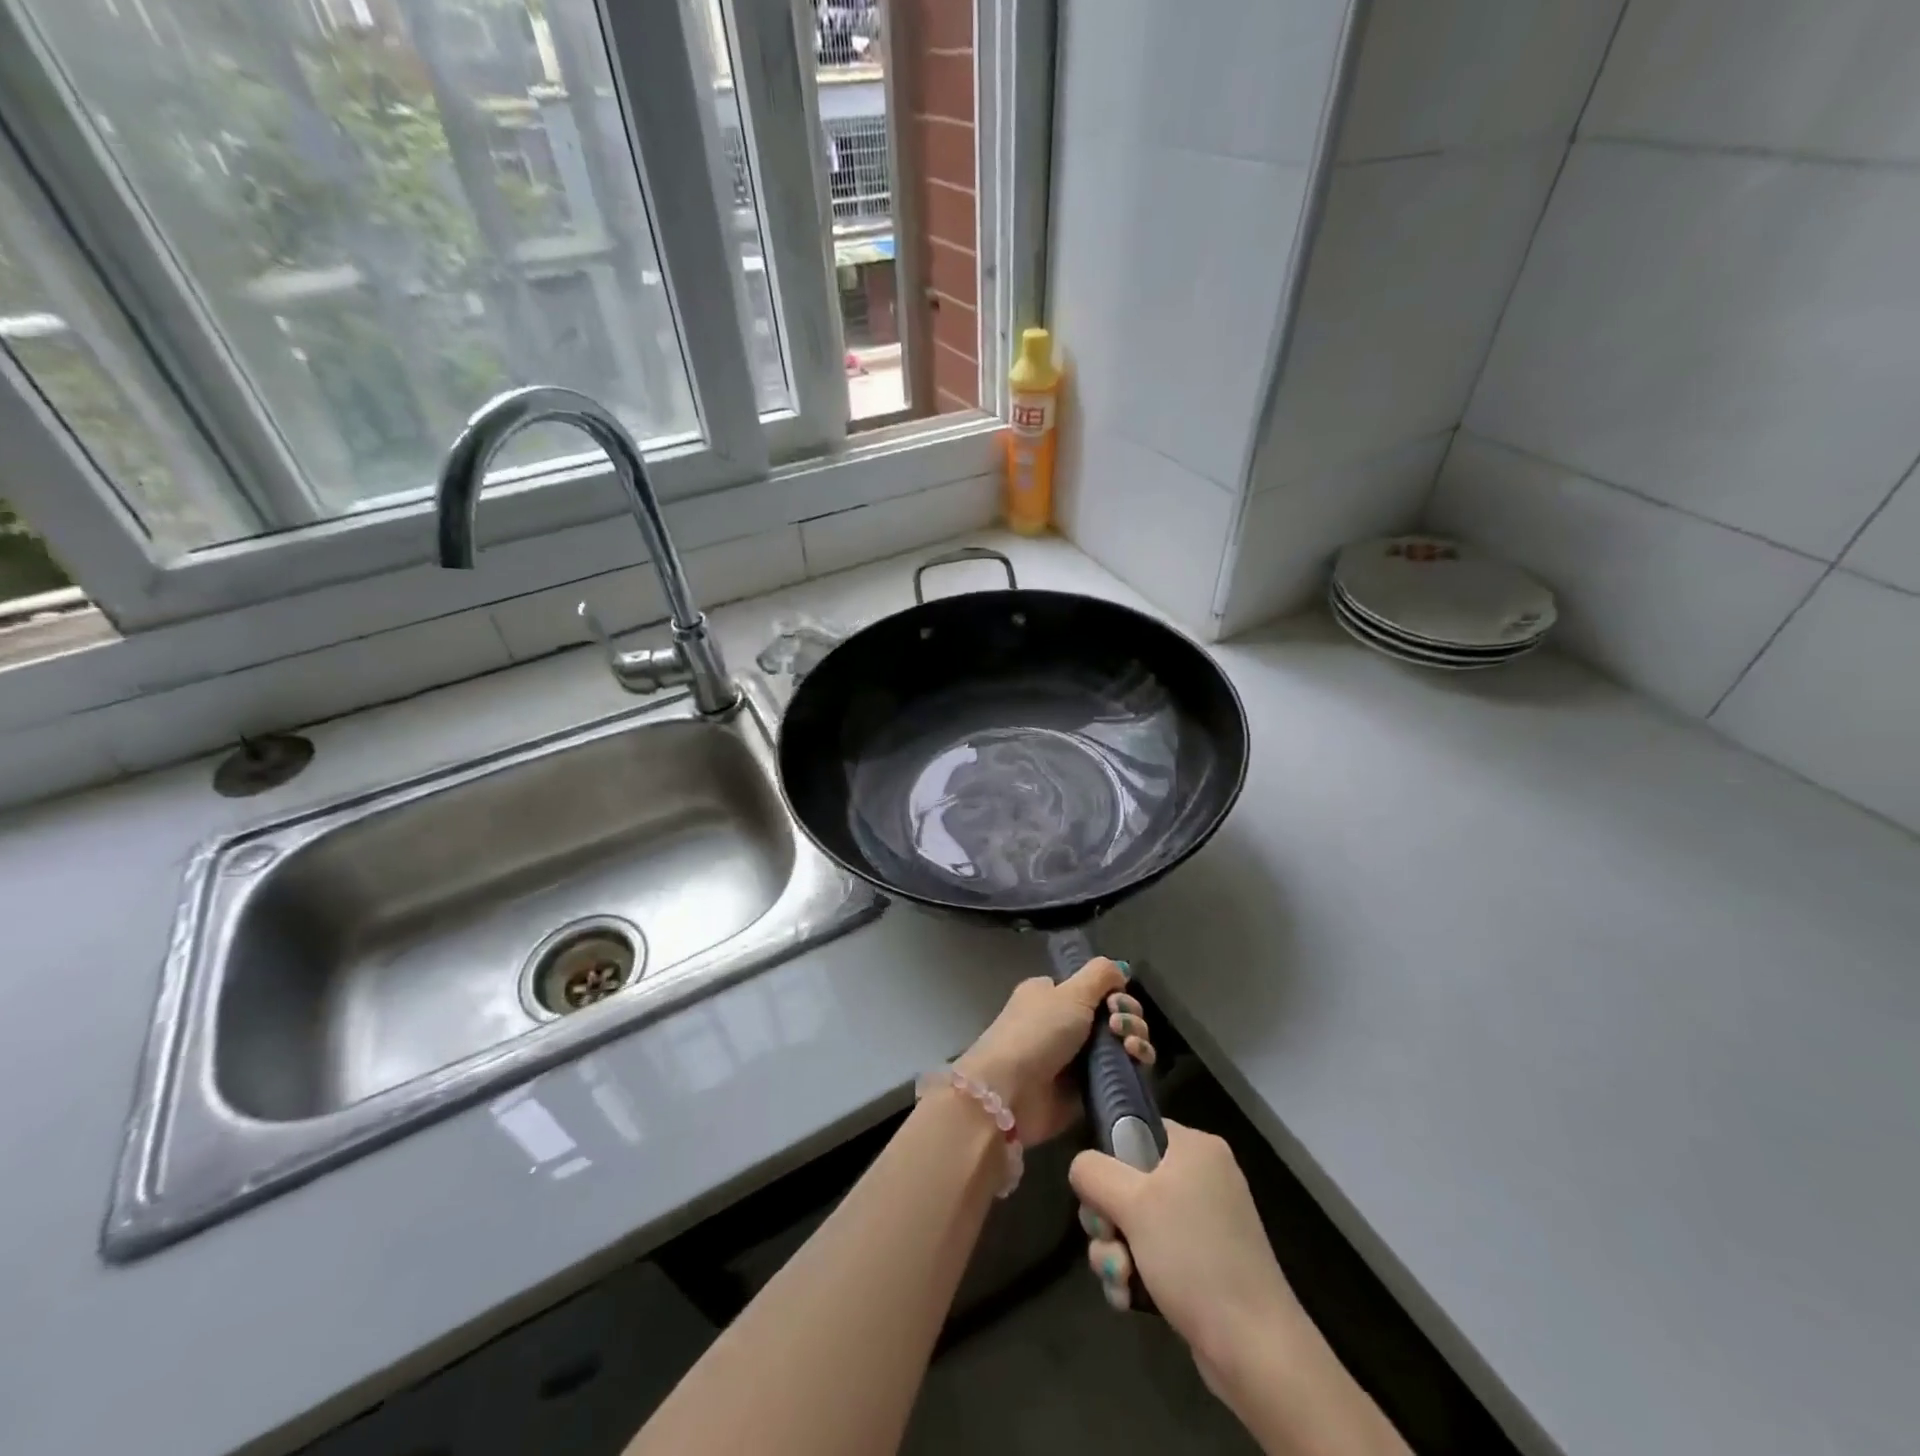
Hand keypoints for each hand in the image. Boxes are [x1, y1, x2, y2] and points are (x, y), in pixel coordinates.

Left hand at [954, 958, 1156, 1144]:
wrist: (1012, 1091)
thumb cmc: (1037, 1032)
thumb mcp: (1070, 993)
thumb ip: (1100, 975)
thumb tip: (1121, 969)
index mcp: (1052, 995)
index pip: (1094, 988)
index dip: (1113, 992)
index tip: (1115, 1000)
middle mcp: (1064, 1023)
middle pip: (1112, 1014)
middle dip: (1128, 1015)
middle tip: (1119, 1025)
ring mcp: (1076, 1058)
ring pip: (1121, 1043)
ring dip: (1135, 1038)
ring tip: (1130, 1046)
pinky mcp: (1088, 1089)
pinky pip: (1121, 1073)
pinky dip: (1134, 1065)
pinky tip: (1136, 1061)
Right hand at [1071, 1121, 1301, 1392]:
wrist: (1254, 1348)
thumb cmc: (1192, 1257)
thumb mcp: (1132, 1202)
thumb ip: (1093, 1171)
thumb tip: (1081, 1167)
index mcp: (1195, 1148)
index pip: (1136, 1128)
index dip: (1109, 1158)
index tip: (1100, 1192)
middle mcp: (1202, 1178)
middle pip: (1128, 1180)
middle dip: (1107, 1218)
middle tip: (1109, 1239)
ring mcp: (1205, 1225)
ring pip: (1135, 1223)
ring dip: (1115, 1251)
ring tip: (1121, 1279)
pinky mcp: (1203, 1266)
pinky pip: (1153, 1254)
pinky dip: (1135, 1273)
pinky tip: (1128, 1298)